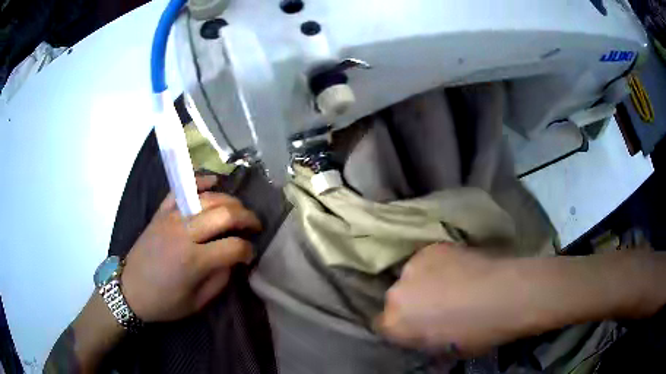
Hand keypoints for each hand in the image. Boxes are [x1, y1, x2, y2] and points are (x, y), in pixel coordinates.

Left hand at [121, 175, 261, 321]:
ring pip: (208, 199)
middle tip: (255, 225)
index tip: (250, 255)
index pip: (234, 246)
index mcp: (194, 261)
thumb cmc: (164, 302)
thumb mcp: (197, 302)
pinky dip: (199, 181)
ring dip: (230, 201)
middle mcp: (184, 234)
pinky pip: (181, 190)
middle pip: (225, 214)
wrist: (130, 290)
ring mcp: (171, 219)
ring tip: (239, 210)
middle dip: (247, 218)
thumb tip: (234, 260)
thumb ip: (220, 280)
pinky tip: (213, 181)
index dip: (248, 250)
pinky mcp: (161, 213)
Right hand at [376, 243, 522, 356]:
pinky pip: (427, 260)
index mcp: (395, 323)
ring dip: (423, 282)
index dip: (401, 327)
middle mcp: (396, 293)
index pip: (382, 325)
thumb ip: (422, 340)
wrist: (504, 295)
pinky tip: (458, 269)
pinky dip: (437, 266)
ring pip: (411, 276)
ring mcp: (413, 266)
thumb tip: (422, 331)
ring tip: (449, 284)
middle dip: (411, 304)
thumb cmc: (475, 334)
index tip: (417, 327)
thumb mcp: (443, 350)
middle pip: (396, 299)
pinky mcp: (432, 247)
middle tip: (435, 306)